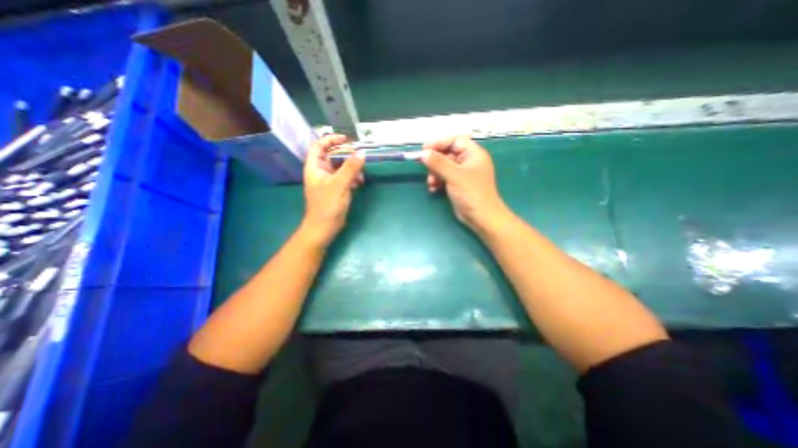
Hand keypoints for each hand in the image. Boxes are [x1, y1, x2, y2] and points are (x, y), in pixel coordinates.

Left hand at [301, 136, 364, 245]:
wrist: (324, 227)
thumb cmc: (327, 205)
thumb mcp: (339, 185)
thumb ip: (350, 168)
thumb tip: (362, 152)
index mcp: (314, 167)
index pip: (319, 146)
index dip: (331, 139)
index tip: (346, 139)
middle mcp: (320, 172)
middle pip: (332, 155)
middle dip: (346, 155)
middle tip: (359, 156)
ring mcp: (328, 181)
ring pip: (340, 167)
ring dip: (351, 168)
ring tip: (361, 174)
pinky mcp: (336, 189)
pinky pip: (344, 177)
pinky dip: (352, 178)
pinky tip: (359, 183)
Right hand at [420, 134, 507, 232]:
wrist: (481, 217)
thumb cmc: (471, 193)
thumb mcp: (454, 175)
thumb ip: (438, 163)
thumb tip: (423, 153)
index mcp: (473, 154)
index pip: (454, 141)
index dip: (439, 143)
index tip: (424, 149)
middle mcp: (468, 161)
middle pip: (447, 154)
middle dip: (435, 162)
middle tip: (425, 167)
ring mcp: (462, 174)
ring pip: (443, 167)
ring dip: (434, 173)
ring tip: (430, 183)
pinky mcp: (457, 184)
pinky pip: (444, 177)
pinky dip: (437, 182)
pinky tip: (433, 189)